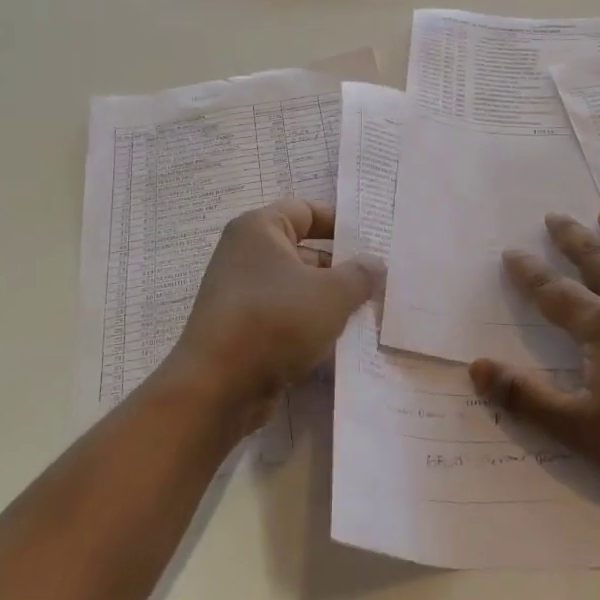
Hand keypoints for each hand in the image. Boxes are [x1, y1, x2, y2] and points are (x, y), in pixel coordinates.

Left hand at [165, 199, 382, 421]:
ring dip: (330, 301)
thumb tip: (374, 265)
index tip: (375, 242)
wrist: (217, 388)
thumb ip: (360, 275)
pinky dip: (311, 326)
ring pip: (298, 289)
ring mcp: (242, 295)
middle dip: (342, 268)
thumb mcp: (331, 294)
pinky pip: (286, 318)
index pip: (308, 211)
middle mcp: (246, 255)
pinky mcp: (244, 330)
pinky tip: (343, 342)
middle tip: (382, 282)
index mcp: (259, 230)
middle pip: (305, 251)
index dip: (342, 224)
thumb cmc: (275, 322)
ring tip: (371, 312)